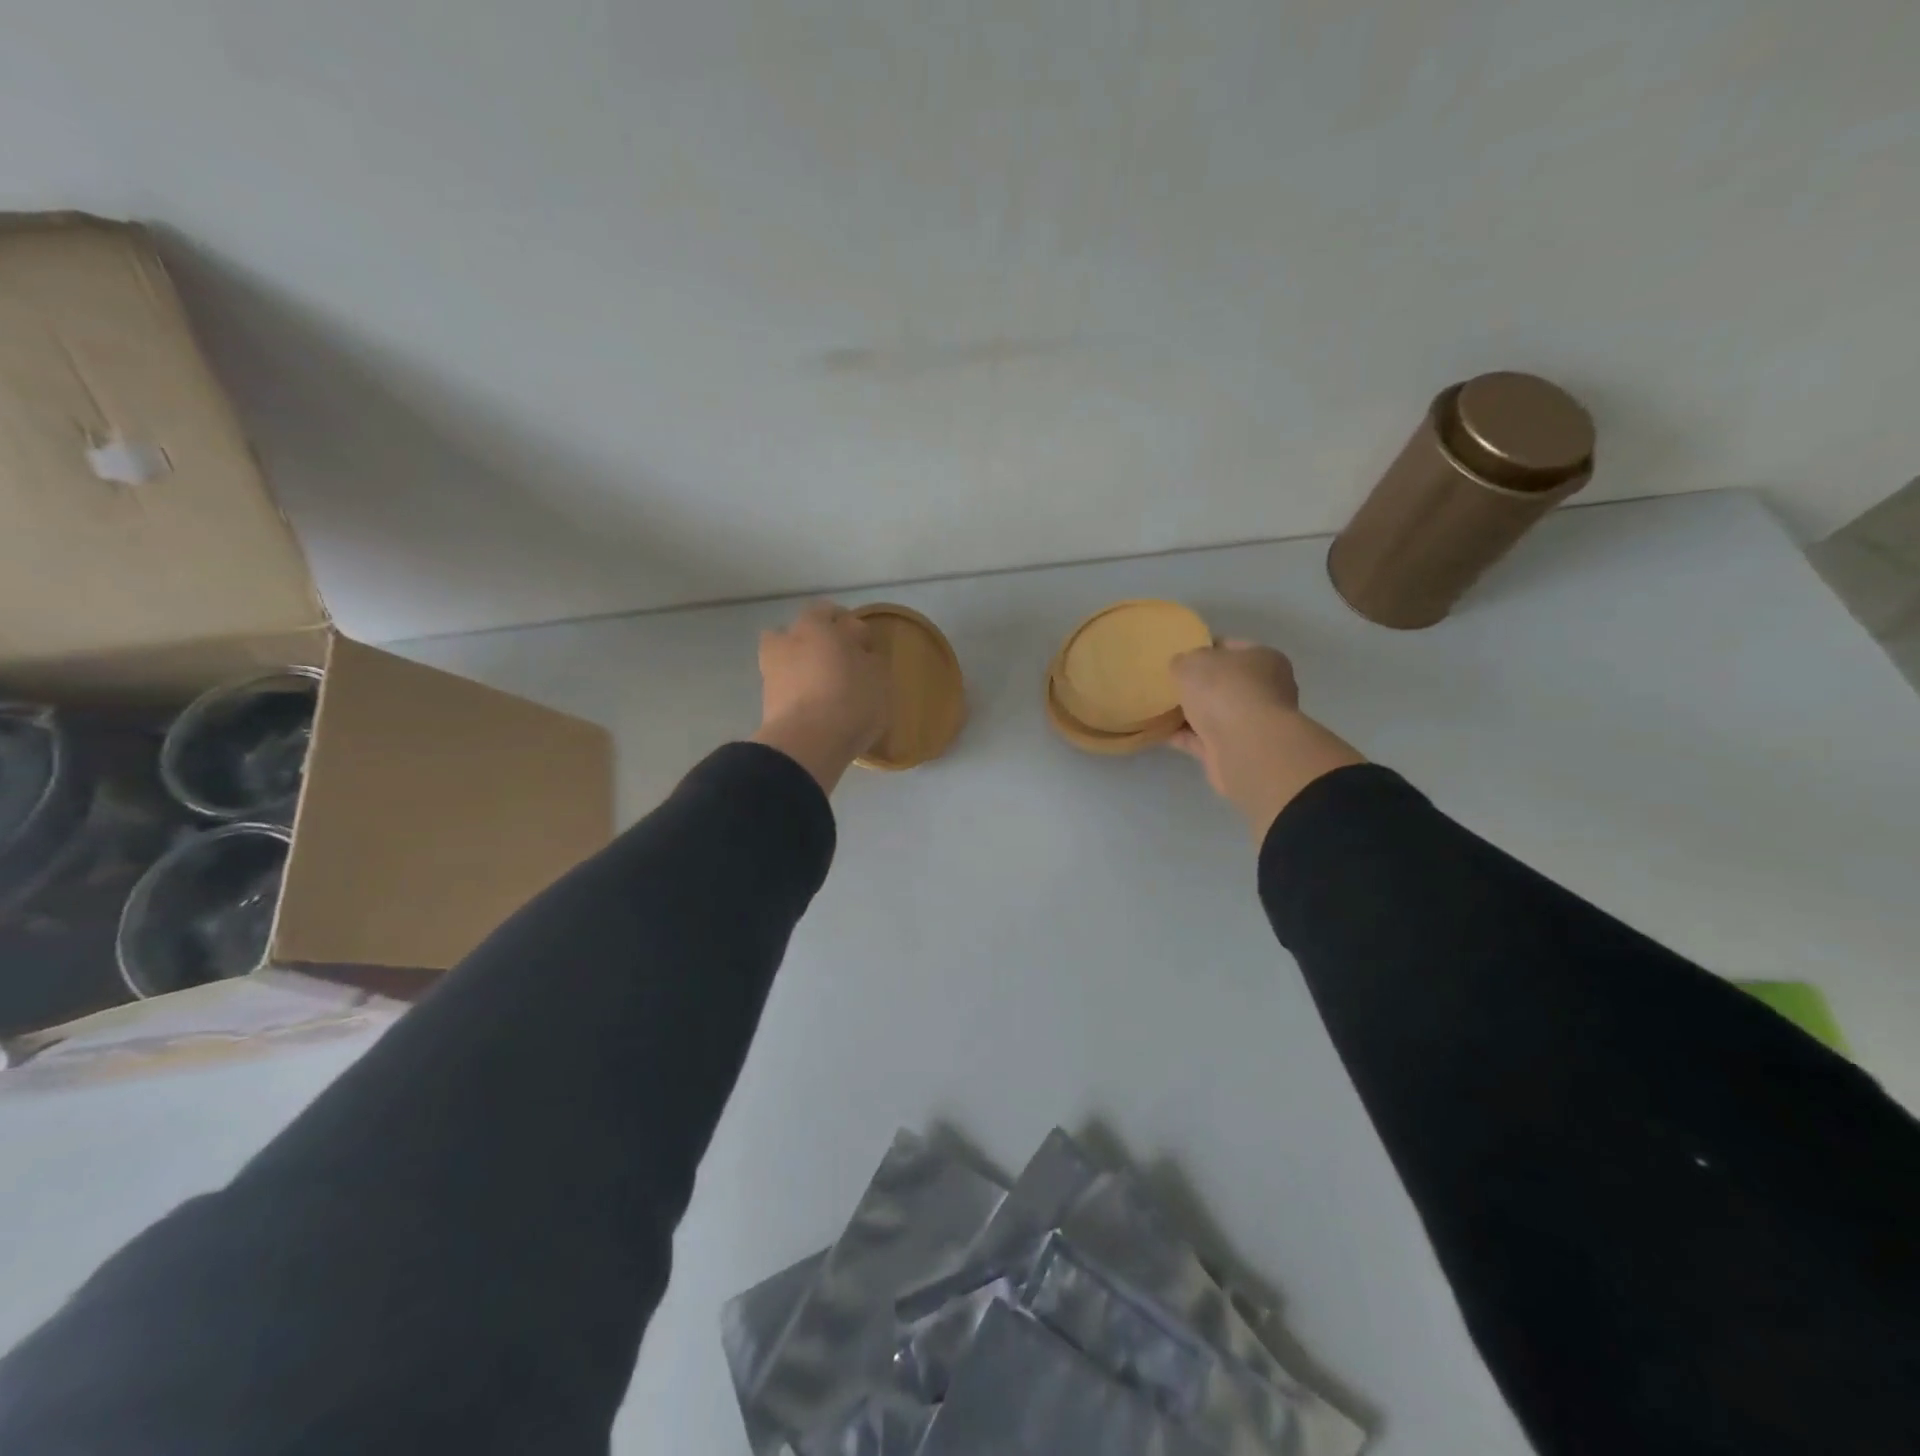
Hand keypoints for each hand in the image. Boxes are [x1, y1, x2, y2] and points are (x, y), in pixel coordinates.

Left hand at [750, 602, 890, 793]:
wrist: (806, 743)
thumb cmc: (851, 701)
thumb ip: (871, 662)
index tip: (868, 649)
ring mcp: (772, 666)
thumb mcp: (879, 680)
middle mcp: (791, 638)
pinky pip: (783, 682)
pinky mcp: (765, 696)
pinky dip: (795, 686)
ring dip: (802, 659)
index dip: (856, 632)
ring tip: (822, 681)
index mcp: (819, 625)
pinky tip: (811, 701)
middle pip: (807, 628)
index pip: (839, 616)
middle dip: (823, 638)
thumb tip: (863, 657)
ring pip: (787, 652)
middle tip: (843, 660)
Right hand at [1170, 641, 1364, 841]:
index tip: (1178, 654)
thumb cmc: (1225, 691)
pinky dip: (1184, 736)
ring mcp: (1252, 723)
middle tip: (1166, 682)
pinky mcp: (1235, 750)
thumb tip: (1181, 667)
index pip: (1230, 647)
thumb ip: (1183, 661)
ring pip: (1214, 713)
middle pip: (1223, 683)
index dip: (1203, 647)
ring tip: (1158, 707)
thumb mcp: (1193, 662)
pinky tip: (1160, 732)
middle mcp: (1264, 690)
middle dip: (1196, 684)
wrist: (1245, 747)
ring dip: (1189, 712)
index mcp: (1263, 659)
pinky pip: (1203, 739)